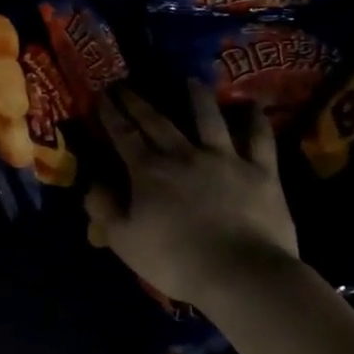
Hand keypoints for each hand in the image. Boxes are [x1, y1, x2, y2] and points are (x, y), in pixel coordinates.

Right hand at [86, 82, 298, 306]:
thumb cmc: (175, 261)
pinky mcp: (260, 171)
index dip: (111, 114)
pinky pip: (259, 139)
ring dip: (197, 98)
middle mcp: (183, 155)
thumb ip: (104, 209)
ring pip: (209, 119)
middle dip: (138, 101)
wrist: (240, 273)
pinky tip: (253, 106)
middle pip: (157, 121)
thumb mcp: (124, 241)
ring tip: (191, 80)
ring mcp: (225, 159)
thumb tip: (93, 184)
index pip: (123, 135)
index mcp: (148, 172)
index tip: (102, 95)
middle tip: (126, 83)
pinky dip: (255, 121)